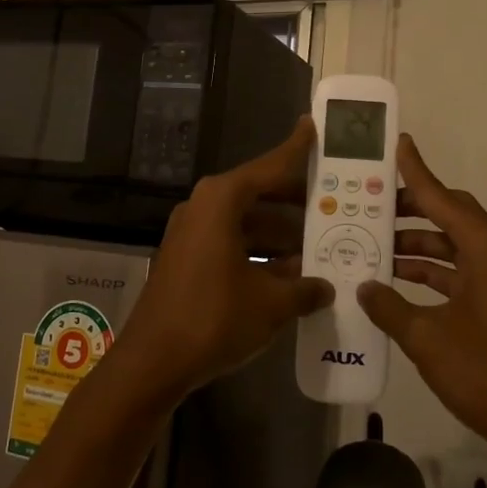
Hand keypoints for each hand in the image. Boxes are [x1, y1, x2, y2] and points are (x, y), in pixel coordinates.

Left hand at [119, 117, 333, 400]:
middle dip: (296, 202)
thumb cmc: (214, 318)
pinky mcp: (187, 259)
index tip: (313, 126)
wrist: (152, 361)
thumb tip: (325, 287)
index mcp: (221, 201)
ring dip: (281, 234)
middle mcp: (204, 207)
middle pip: (258, 193)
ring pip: (246, 222)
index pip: (269, 167)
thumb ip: (304, 289)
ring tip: (321, 246)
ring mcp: (191, 233)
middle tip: (334, 203)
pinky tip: (290, 275)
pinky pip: (232, 243)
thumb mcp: (271, 303)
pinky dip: (260, 253)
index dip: (295, 149)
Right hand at [357, 135, 486, 452]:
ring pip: (452, 249)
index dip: (416, 172)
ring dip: (416, 247)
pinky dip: (430, 275)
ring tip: (372, 246)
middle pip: (450, 218)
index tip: (398, 144)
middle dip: (410, 210)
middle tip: (370, 205)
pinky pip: (459, 276)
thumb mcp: (427, 338)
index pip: (442, 199)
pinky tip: (397, 286)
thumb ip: (390, 307)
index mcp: (486, 250)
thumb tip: (365, 287)